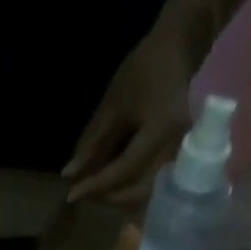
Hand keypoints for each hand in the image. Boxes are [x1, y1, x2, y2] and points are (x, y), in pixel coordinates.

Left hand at [64, 26, 199, 206]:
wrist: (179, 51)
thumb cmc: (145, 70)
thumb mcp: (114, 104)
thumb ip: (93, 143)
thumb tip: (70, 174)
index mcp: (161, 132)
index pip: (124, 170)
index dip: (96, 185)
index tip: (71, 195)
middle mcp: (175, 151)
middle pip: (138, 193)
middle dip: (109, 197)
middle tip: (85, 193)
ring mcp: (180, 158)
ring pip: (146, 195)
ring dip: (119, 198)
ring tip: (97, 189)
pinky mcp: (177, 161)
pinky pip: (152, 187)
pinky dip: (129, 190)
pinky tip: (113, 183)